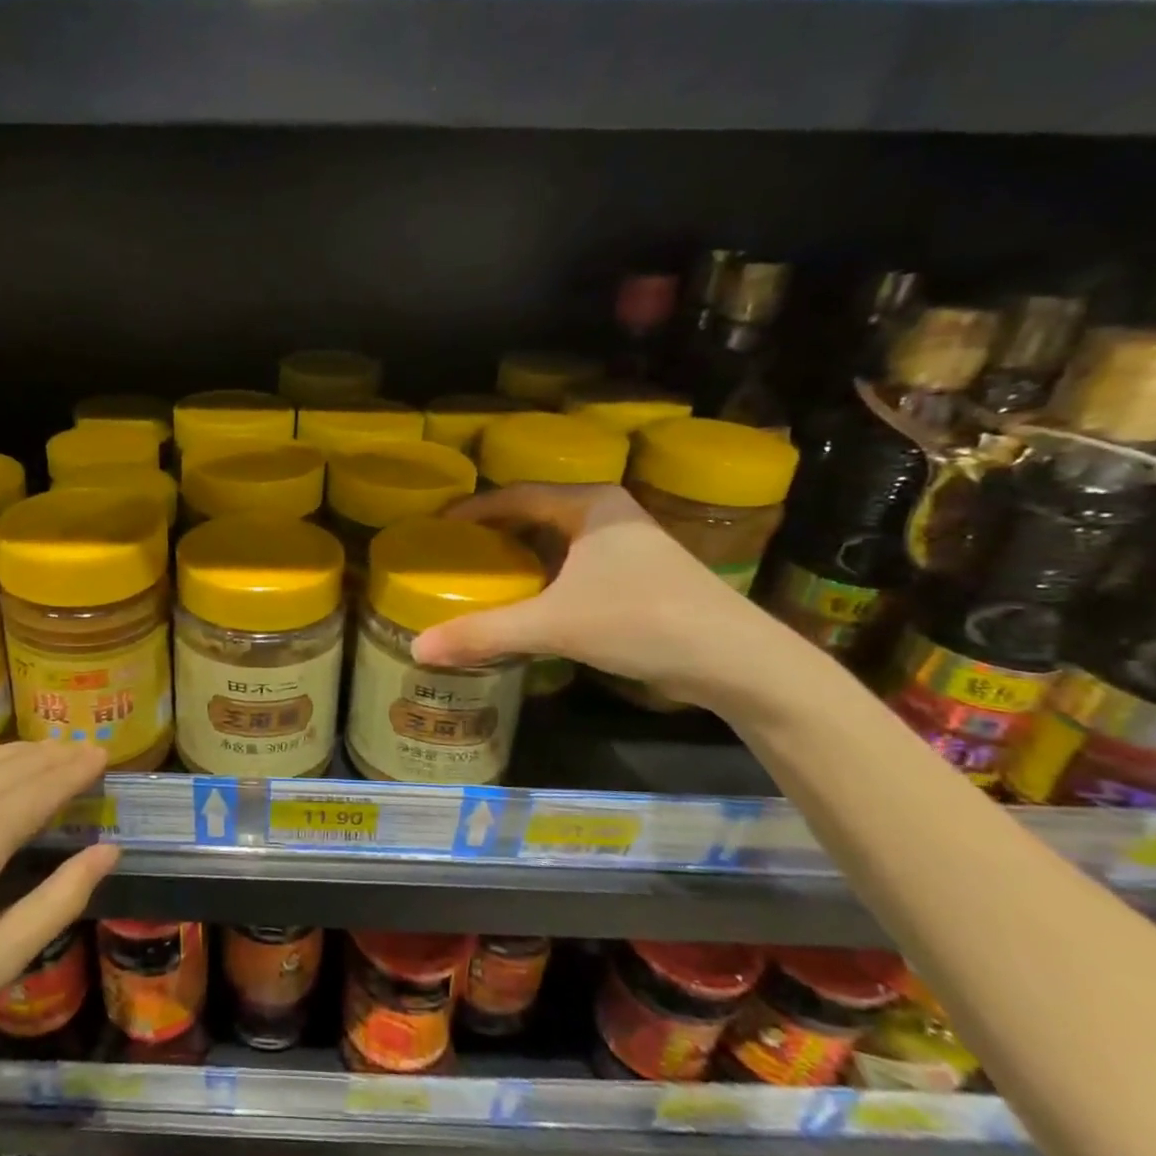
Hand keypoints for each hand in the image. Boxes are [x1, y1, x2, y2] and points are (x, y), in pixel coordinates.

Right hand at [410, 484, 789, 707]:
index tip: (435, 526)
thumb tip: (416, 649)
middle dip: (493, 532)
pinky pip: (575, 563)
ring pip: (558, 540)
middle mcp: (609, 513)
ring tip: (481, 576)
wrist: (738, 661)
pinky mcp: (640, 575)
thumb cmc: (641, 622)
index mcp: (588, 504)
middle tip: (452, 553)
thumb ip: (484, 633)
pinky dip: (545, 575)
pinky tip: (529, 601)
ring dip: (520, 555)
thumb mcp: (553, 625)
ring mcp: (629, 544)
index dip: (471, 509)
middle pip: (535, 513)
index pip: (514, 494)